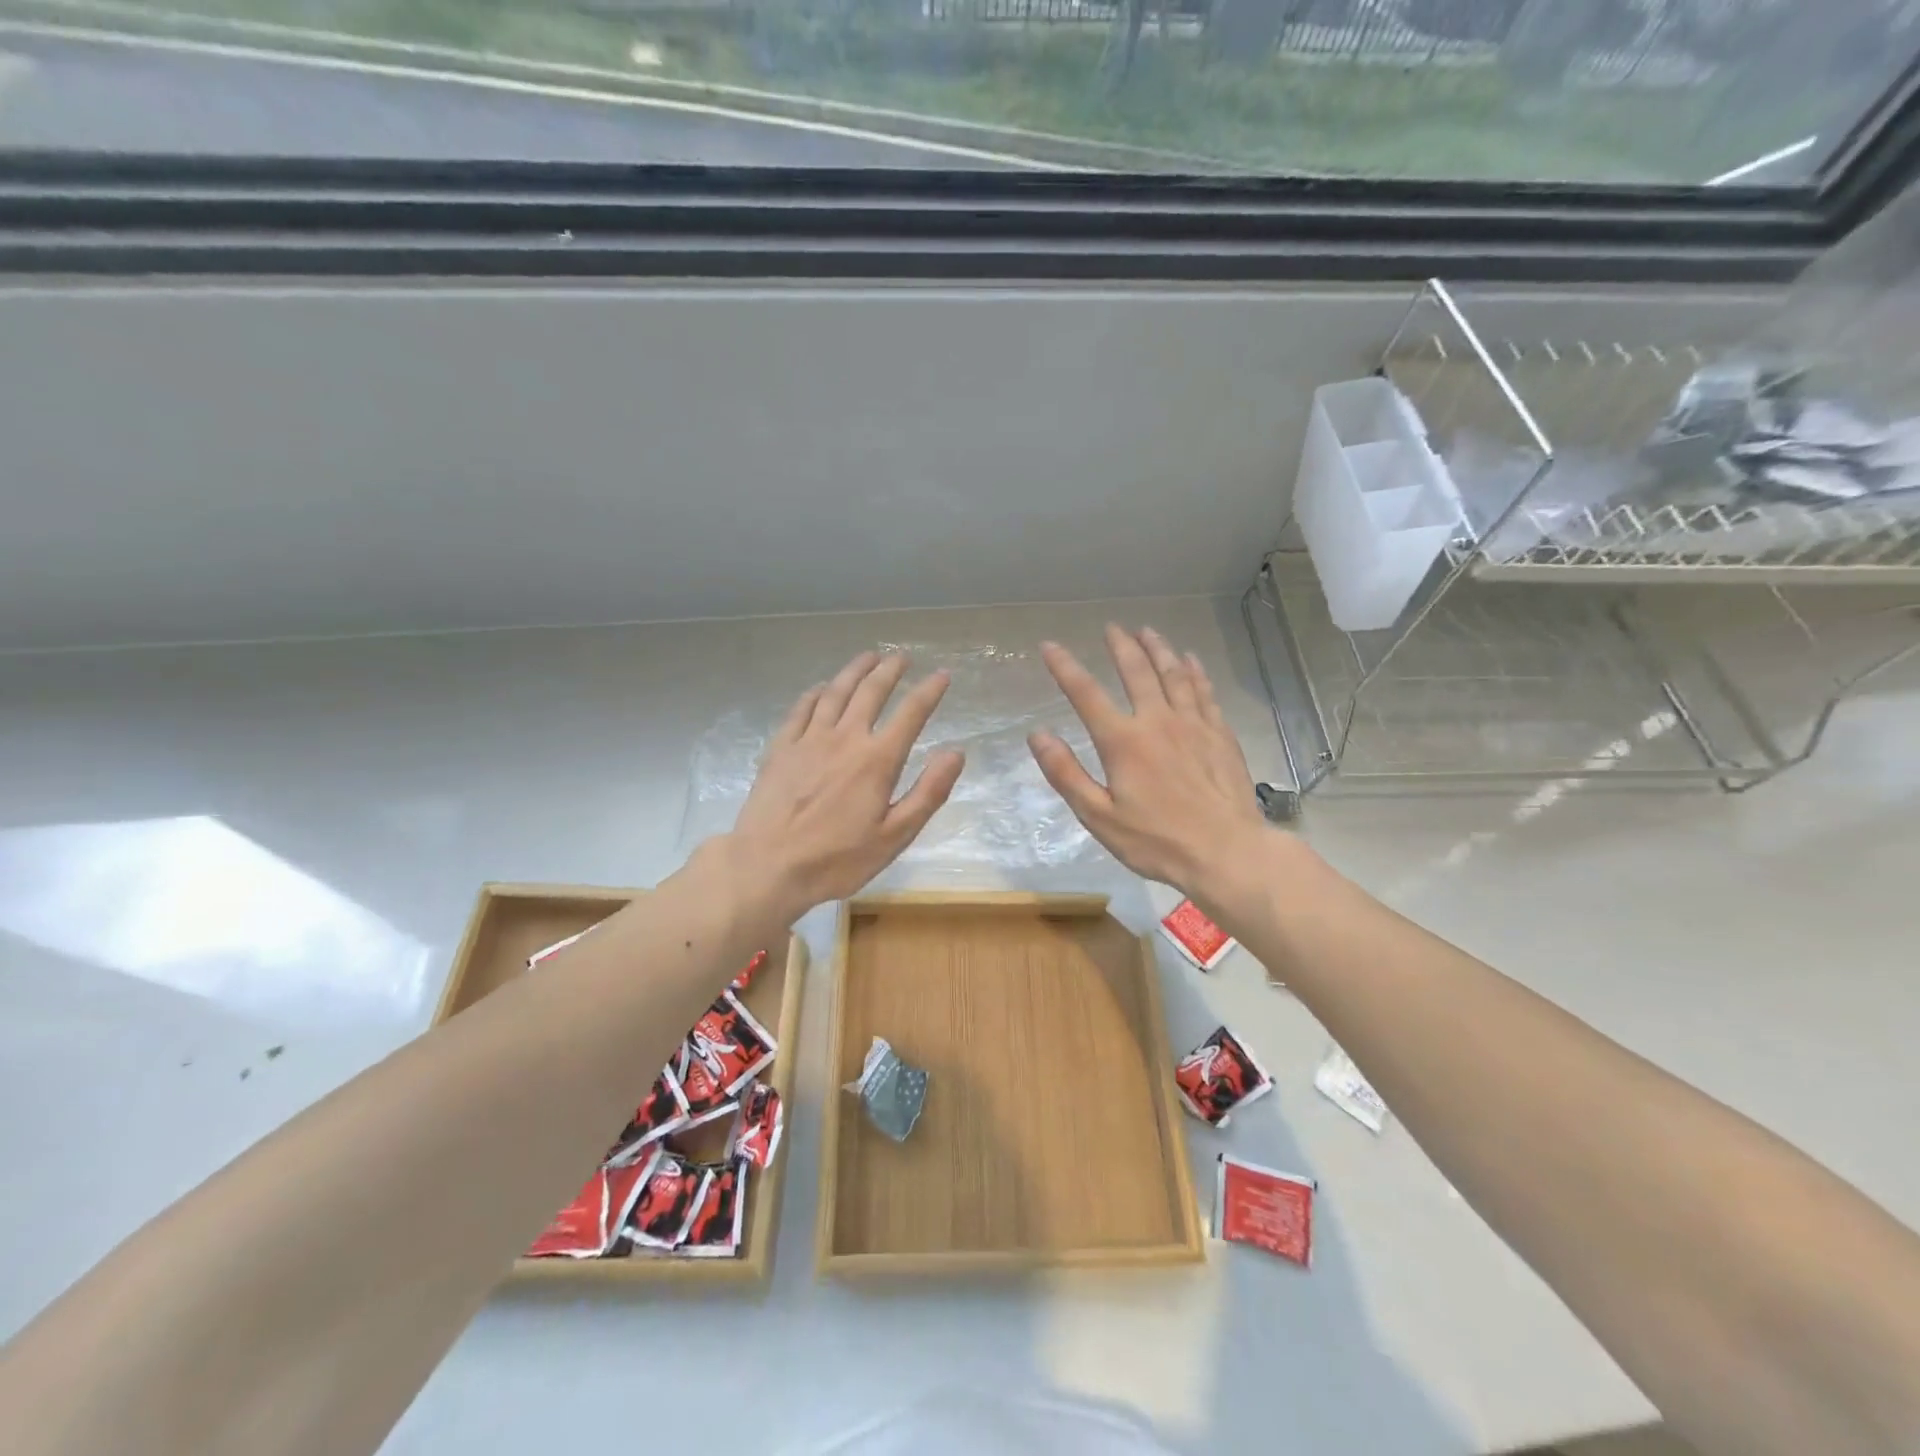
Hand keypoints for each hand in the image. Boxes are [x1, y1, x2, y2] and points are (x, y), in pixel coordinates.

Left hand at [730, 651, 964, 919]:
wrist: (767, 866)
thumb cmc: (836, 859)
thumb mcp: (894, 836)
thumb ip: (928, 793)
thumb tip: (956, 752)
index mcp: (877, 760)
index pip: (911, 714)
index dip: (930, 691)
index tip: (943, 674)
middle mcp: (845, 738)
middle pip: (871, 692)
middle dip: (890, 670)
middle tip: (901, 656)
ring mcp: (808, 740)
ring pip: (835, 692)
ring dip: (854, 671)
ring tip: (868, 657)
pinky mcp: (780, 748)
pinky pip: (801, 709)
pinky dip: (815, 693)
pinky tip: (821, 688)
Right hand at [1029, 625, 1268, 897]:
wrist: (1227, 852)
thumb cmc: (1157, 841)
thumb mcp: (1098, 816)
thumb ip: (1066, 774)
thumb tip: (1037, 735)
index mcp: (1123, 741)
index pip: (1086, 694)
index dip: (1064, 667)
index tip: (1049, 646)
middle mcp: (1157, 721)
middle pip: (1136, 671)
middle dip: (1121, 646)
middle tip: (1112, 627)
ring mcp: (1194, 724)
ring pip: (1174, 674)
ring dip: (1158, 649)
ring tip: (1147, 631)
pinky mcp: (1220, 734)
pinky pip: (1204, 691)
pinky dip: (1194, 671)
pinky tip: (1190, 660)